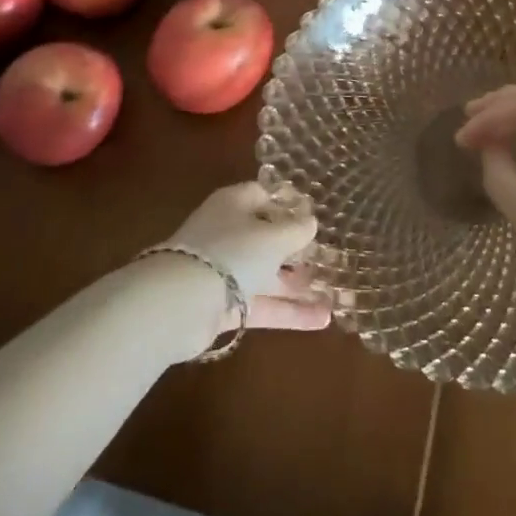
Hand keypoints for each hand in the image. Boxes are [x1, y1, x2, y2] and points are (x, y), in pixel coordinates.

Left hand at [162, 182, 332, 353]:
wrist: (181, 303)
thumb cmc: (233, 252)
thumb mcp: (273, 237)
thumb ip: (296, 229)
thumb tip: (311, 222)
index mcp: (234, 205)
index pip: (263, 195)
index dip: (288, 204)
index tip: (314, 216)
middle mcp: (228, 233)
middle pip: (266, 238)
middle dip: (297, 250)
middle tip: (329, 259)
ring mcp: (224, 271)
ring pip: (266, 275)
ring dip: (298, 285)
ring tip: (334, 294)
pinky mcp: (224, 306)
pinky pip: (262, 304)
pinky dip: (289, 311)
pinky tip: (322, 319)